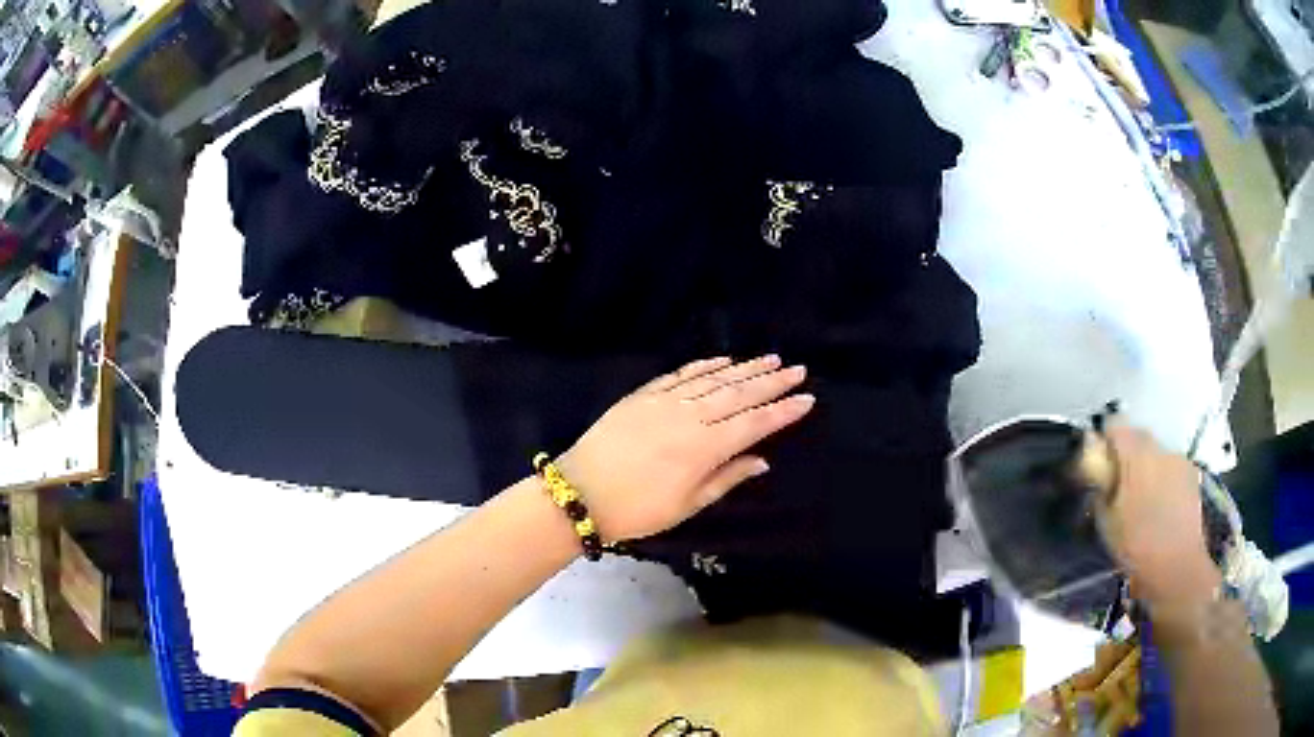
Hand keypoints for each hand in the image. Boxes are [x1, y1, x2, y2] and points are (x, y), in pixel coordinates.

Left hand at [556, 355, 813, 541]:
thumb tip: (761, 459)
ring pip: (713, 379)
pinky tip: (723, 360)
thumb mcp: (687, 504)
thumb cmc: (638, 509)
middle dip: (772, 381)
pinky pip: (681, 374)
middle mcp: (689, 416)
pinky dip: (705, 365)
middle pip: (739, 394)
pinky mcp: (643, 394)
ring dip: (744, 367)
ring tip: (770, 359)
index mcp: (704, 447)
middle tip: (798, 370)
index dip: (782, 411)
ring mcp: (665, 401)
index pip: (754, 423)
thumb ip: (727, 478)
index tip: (806, 399)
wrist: (580, 492)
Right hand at [1099, 427, 1221, 605]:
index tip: (1097, 465)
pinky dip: (1163, 479)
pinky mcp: (1192, 474)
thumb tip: (1095, 468)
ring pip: (1156, 453)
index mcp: (1135, 454)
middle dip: (1126, 454)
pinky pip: (1172, 467)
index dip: (1103, 442)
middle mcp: (1159, 448)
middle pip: (1138, 437)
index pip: (1114, 426)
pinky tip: (1160, 507)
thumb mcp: (1106, 521)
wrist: (1176, 567)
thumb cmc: (1136, 546)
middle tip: (1117, 486)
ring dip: (1146, 467)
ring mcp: (1179, 459)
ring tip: (1141, 499)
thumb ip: (1100, 486)